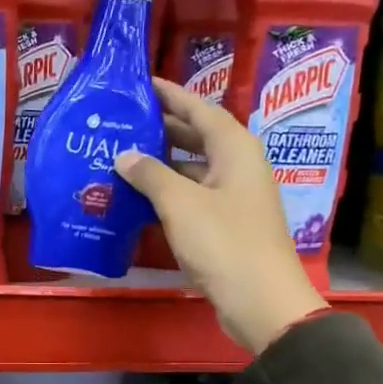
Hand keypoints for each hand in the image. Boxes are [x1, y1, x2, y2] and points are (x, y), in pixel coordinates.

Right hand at [115, 78, 325, 354]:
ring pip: (193, 169)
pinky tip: (139, 197)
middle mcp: (237, 166)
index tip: (141, 83)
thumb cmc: (223, 242)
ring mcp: (233, 197)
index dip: (171, 95)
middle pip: (197, 137)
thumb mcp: (180, 203)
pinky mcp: (226, 225)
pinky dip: (167, 192)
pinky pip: (192, 196)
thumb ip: (150, 175)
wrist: (260, 300)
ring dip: (161, 164)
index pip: (200, 109)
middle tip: (123, 122)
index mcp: (235, 149)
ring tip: (122, 157)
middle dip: (162, 128)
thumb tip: (124, 156)